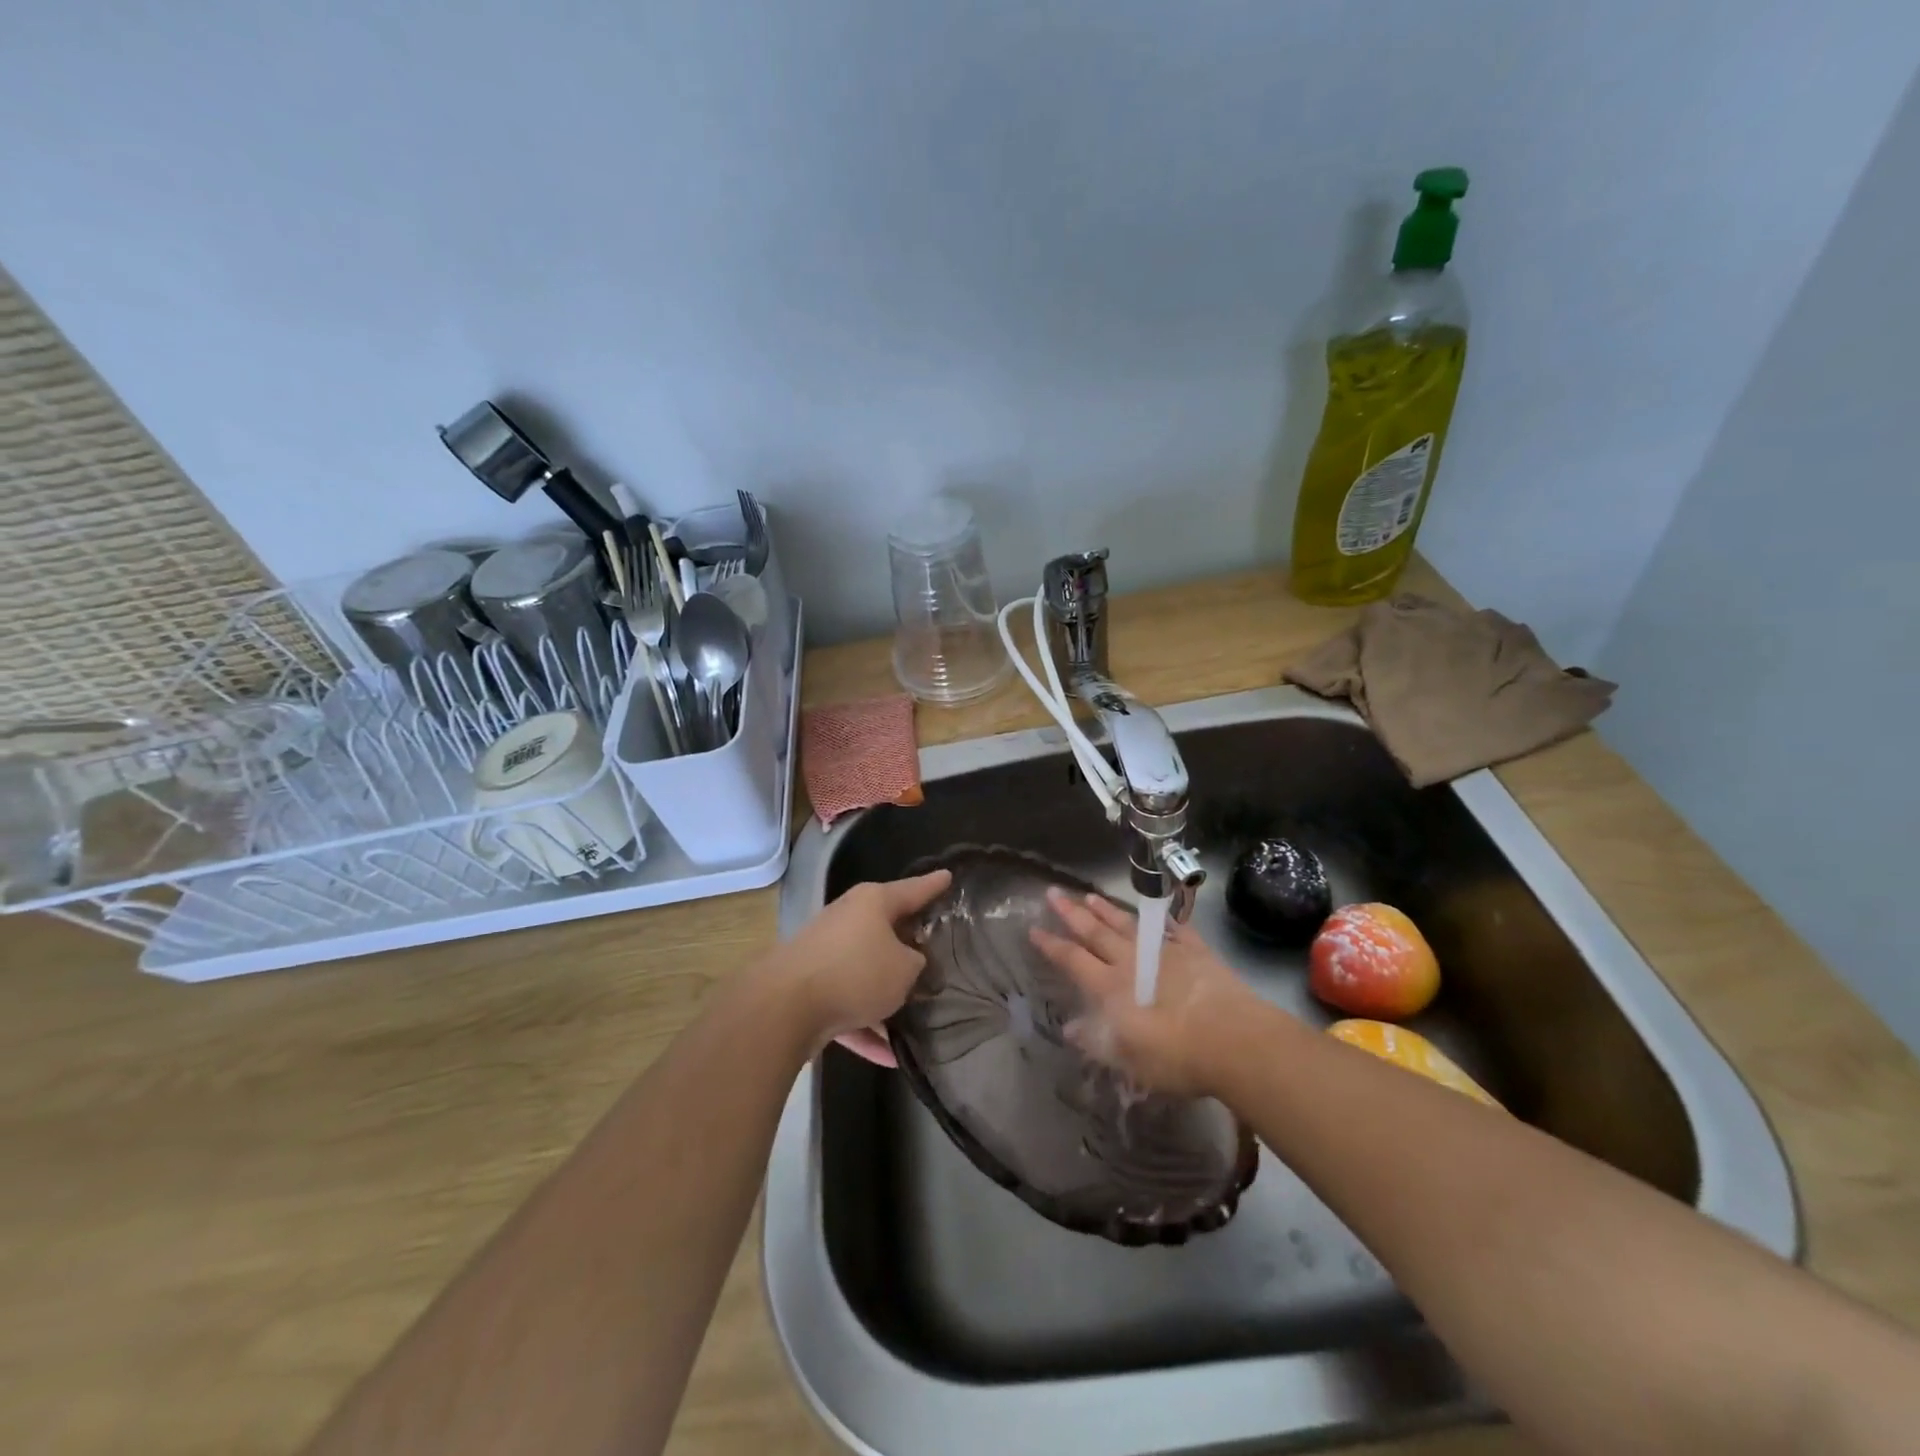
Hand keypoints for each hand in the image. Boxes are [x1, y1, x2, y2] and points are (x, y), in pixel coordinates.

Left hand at [773, 869, 951, 1064]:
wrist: (785, 1006)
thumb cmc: (856, 972)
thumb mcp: (905, 969)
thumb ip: (916, 964)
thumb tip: (910, 964)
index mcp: (872, 903)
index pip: (912, 889)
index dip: (933, 885)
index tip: (948, 876)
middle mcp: (848, 920)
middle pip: (886, 930)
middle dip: (909, 945)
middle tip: (937, 953)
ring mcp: (826, 955)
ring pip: (866, 972)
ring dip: (887, 996)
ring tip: (918, 1015)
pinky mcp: (811, 989)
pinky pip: (847, 1007)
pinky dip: (866, 1028)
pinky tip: (890, 1057)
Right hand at [1030, 889, 1257, 1097]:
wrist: (1234, 1041)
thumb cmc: (1175, 1056)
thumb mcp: (1128, 1058)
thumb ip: (1097, 1041)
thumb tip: (1070, 1028)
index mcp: (1111, 987)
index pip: (1073, 960)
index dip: (1052, 945)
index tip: (1034, 929)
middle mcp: (1132, 962)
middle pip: (1096, 933)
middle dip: (1072, 914)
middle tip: (1054, 892)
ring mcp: (1165, 952)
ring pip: (1129, 926)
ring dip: (1107, 911)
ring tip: (1090, 895)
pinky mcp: (1196, 953)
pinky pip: (1175, 931)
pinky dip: (1164, 922)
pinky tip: (1158, 915)